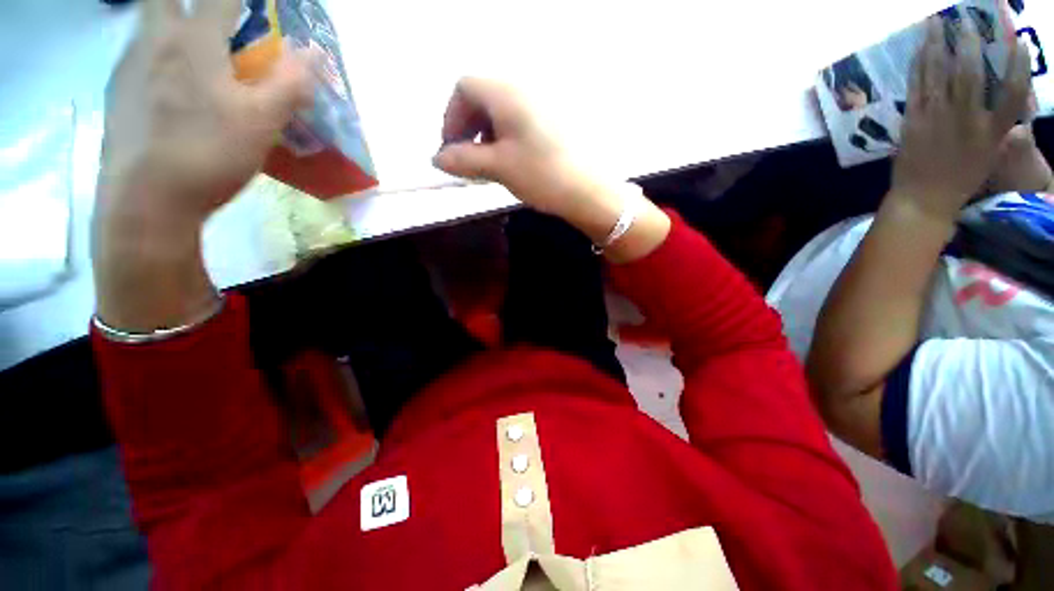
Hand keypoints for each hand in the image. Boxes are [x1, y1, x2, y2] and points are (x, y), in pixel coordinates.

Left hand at [92, 0, 311, 331]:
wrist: (146, 201)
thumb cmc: (208, 154)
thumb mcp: (262, 123)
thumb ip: (289, 85)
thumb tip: (314, 54)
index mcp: (192, 42)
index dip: (244, 0)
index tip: (261, 9)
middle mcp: (153, 42)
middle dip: (191, 3)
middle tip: (214, 21)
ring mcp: (128, 67)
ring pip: (147, 27)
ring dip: (172, 27)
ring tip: (196, 56)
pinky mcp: (117, 94)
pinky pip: (138, 59)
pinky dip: (157, 58)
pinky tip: (171, 89)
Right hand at [432, 77, 671, 262]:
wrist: (590, 190)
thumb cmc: (541, 175)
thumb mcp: (498, 167)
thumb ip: (463, 159)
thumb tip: (438, 159)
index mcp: (507, 91)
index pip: (464, 88)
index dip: (451, 118)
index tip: (452, 150)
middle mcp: (525, 88)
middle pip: (483, 96)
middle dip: (468, 127)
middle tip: (469, 160)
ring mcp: (543, 103)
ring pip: (502, 110)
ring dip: (487, 135)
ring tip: (490, 165)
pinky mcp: (555, 120)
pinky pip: (520, 120)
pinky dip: (507, 137)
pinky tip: (511, 161)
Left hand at [890, 17, 1032, 219]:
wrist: (922, 199)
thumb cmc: (960, 180)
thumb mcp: (989, 156)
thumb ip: (996, 129)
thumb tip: (1005, 108)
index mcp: (992, 132)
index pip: (1014, 95)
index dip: (1018, 68)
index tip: (1019, 44)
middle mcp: (967, 120)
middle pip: (972, 75)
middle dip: (970, 44)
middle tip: (966, 20)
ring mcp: (937, 118)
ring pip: (940, 74)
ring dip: (937, 45)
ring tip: (935, 22)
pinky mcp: (913, 120)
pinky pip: (916, 87)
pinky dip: (918, 65)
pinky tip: (919, 48)